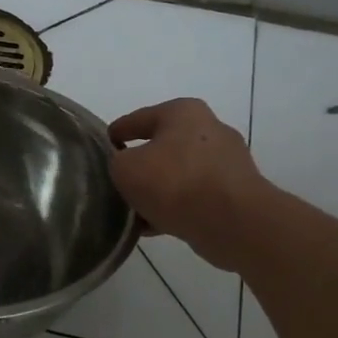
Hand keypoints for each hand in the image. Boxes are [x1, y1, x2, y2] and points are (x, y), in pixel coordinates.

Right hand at [108, 98, 268, 272]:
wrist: (233, 223)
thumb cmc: (175, 183)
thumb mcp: (126, 169)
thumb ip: (117, 163)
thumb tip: (126, 169)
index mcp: (183, 112)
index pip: (138, 118)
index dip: (116, 133)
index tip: (102, 148)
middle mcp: (209, 129)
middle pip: (162, 146)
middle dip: (141, 165)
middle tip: (118, 182)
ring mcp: (227, 162)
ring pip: (179, 174)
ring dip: (158, 191)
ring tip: (133, 210)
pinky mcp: (236, 193)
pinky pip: (195, 197)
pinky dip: (175, 208)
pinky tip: (153, 226)